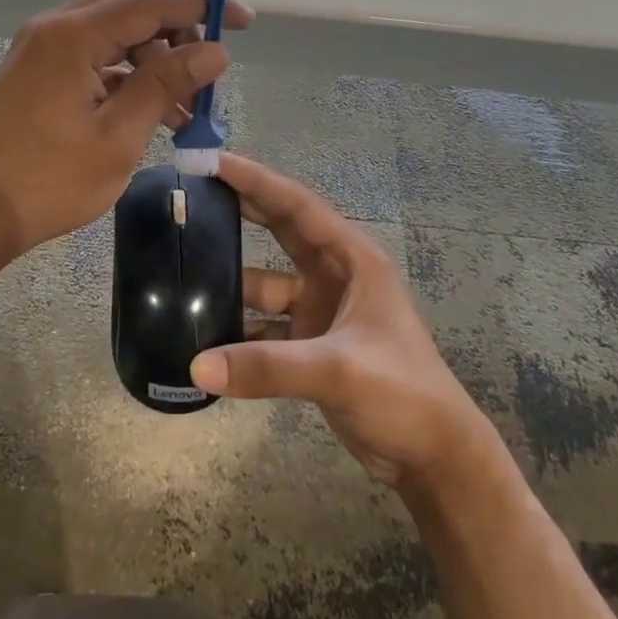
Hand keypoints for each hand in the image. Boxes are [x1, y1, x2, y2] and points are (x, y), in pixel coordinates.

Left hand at [0, 0, 253, 258]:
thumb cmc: (48, 182)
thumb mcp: (119, 136)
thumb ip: (166, 84)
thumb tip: (215, 51)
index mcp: (72, 36)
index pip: (151, 2)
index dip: (202, 6)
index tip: (243, 21)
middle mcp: (54, 28)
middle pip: (130, 5)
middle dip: (176, 29)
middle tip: (208, 66)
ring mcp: (41, 48)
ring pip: (112, 30)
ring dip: (153, 55)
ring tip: (187, 104)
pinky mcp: (37, 71)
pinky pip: (92, 55)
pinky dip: (126, 72)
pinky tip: (153, 109)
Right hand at [189, 153, 491, 492]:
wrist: (435, 457)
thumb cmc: (402, 393)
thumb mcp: (338, 370)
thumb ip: (266, 366)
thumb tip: (196, 366)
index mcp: (352, 260)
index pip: (297, 206)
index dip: (256, 180)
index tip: (213, 161)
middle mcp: (334, 276)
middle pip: (280, 231)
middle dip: (240, 210)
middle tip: (193, 192)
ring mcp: (321, 311)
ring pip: (266, 284)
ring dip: (231, 281)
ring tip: (183, 269)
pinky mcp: (310, 345)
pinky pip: (264, 325)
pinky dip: (237, 328)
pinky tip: (202, 333)